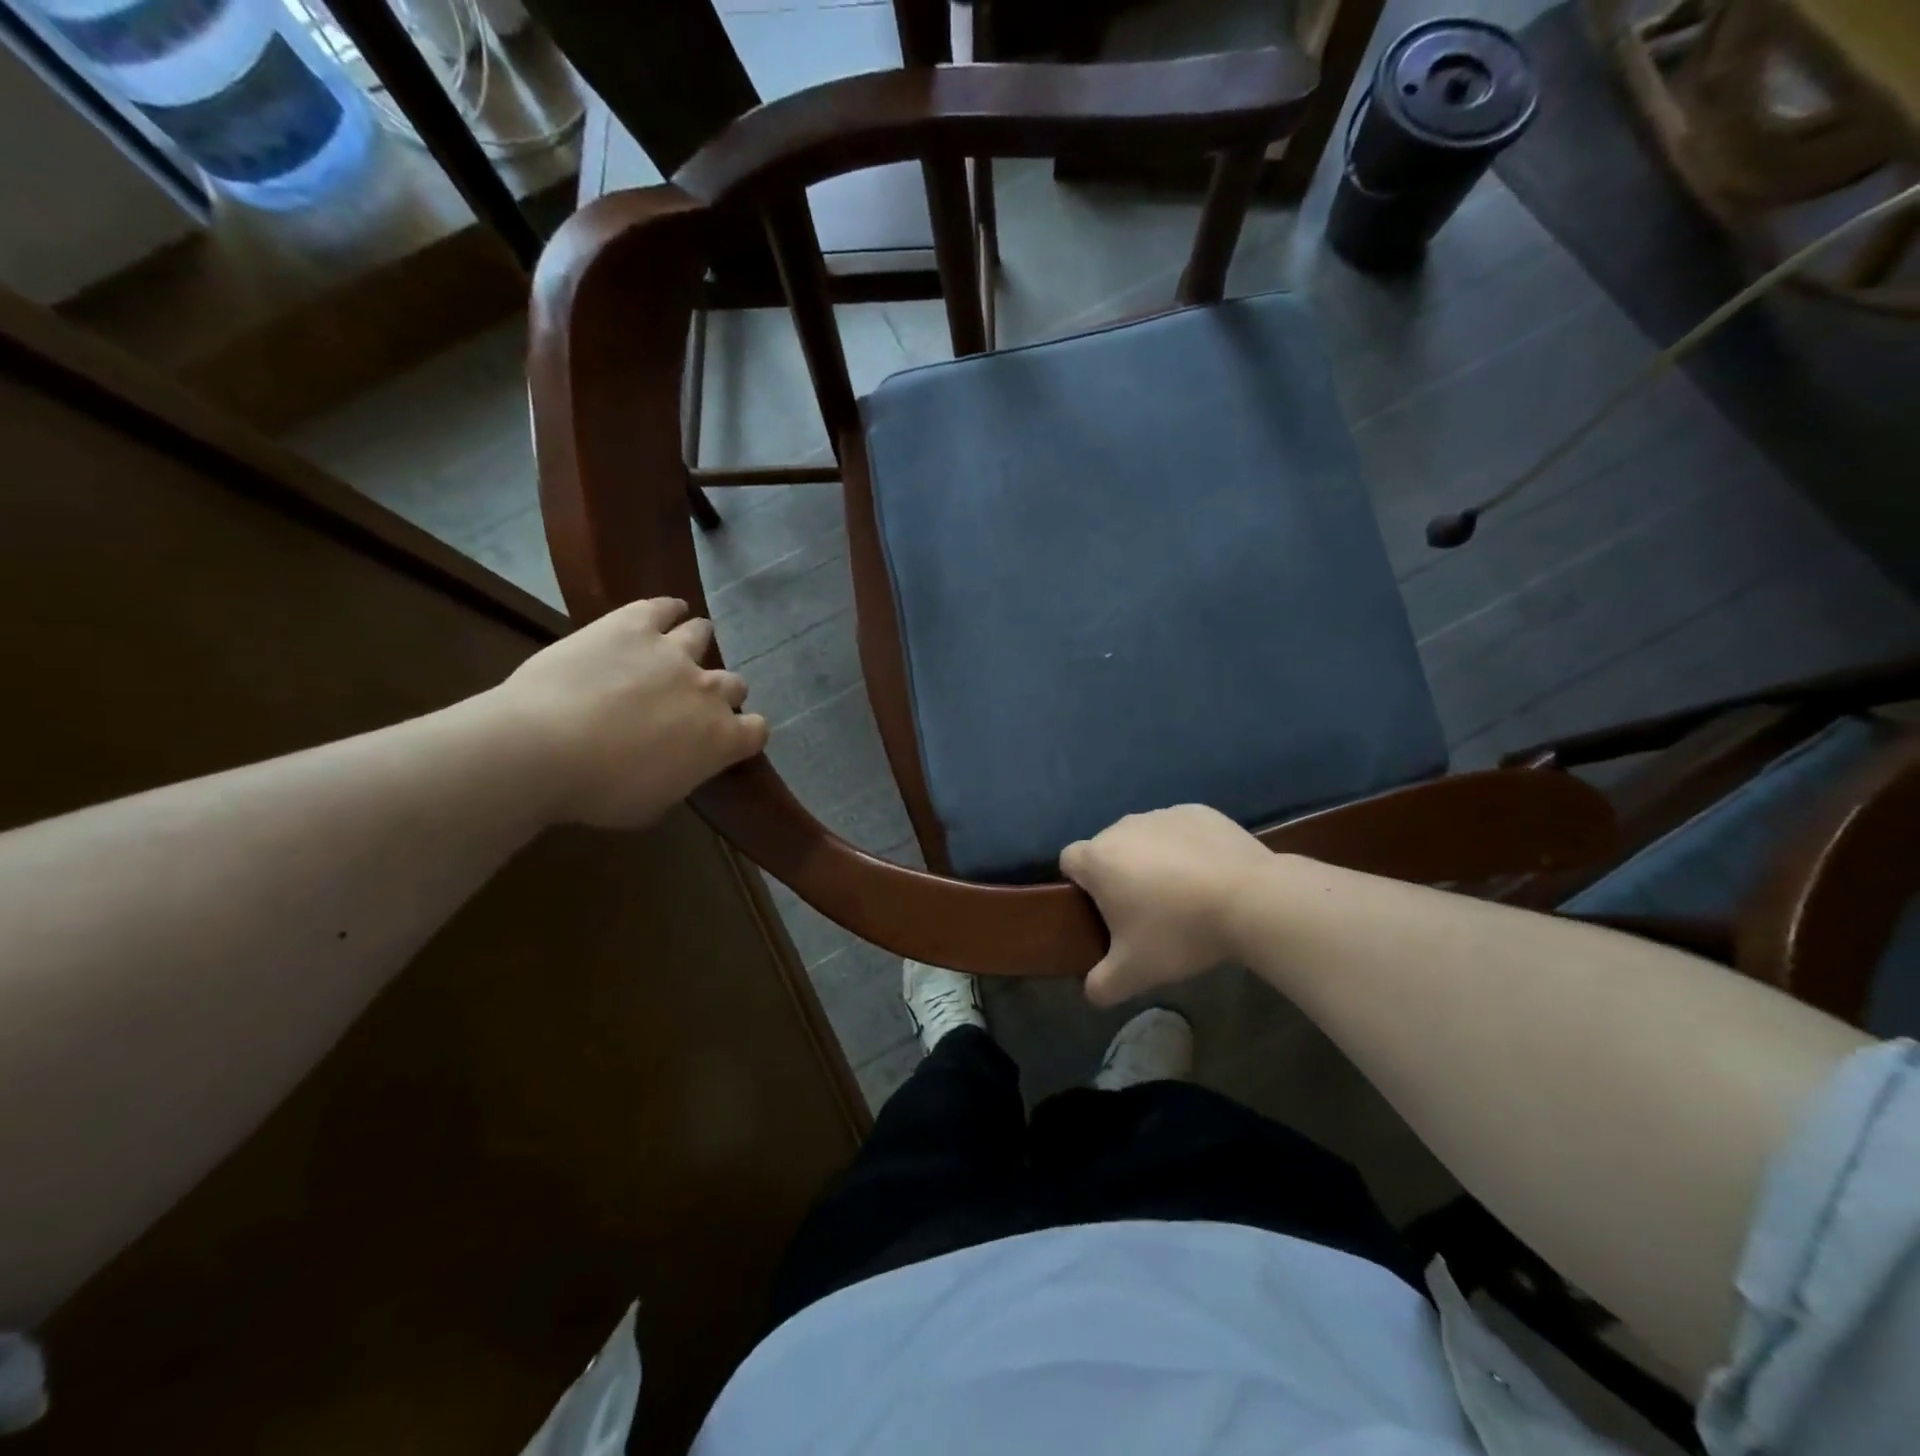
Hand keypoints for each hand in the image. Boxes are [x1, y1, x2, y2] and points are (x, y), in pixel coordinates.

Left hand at [483, 597, 768, 829]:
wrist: (543, 748)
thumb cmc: (598, 792)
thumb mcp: (651, 805)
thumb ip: (678, 779)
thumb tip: (675, 768)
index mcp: (719, 739)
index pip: (756, 730)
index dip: (744, 734)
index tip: (726, 739)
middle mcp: (708, 691)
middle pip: (734, 683)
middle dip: (718, 693)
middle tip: (690, 701)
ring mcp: (673, 652)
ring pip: (702, 635)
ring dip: (697, 643)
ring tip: (680, 648)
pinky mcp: (634, 625)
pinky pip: (663, 607)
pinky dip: (669, 609)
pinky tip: (669, 610)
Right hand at [1060, 805, 1274, 1007]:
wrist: (1251, 900)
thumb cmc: (1179, 932)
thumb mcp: (1134, 973)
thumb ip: (1101, 986)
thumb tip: (1091, 993)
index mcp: (1099, 859)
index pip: (1069, 861)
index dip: (1080, 885)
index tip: (1103, 911)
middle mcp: (1123, 827)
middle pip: (1108, 849)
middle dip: (1118, 874)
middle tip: (1145, 912)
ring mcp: (1163, 814)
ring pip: (1144, 838)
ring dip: (1152, 860)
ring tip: (1183, 894)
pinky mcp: (1199, 811)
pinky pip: (1179, 830)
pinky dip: (1185, 847)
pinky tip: (1209, 875)